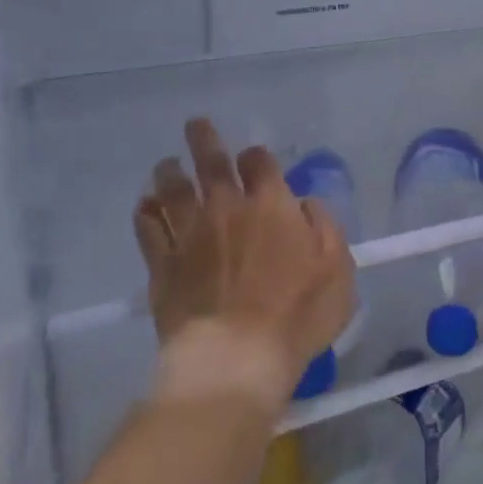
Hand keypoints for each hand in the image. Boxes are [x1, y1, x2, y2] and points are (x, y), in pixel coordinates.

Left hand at [133, 119, 354, 411]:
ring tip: (167, 164)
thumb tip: (305, 204)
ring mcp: (190, 235)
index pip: (259, 163)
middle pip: (211, 163)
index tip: (254, 159)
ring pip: (173, 190)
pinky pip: (148, 229)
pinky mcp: (163, 264)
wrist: (235, 358)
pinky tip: (144, 206)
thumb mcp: (338, 270)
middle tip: (195, 125)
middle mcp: (227, 209)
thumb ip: (325, 228)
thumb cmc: (296, 316)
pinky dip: (145, 212)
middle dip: (204, 140)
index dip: (256, 156)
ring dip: (170, 172)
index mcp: (270, 206)